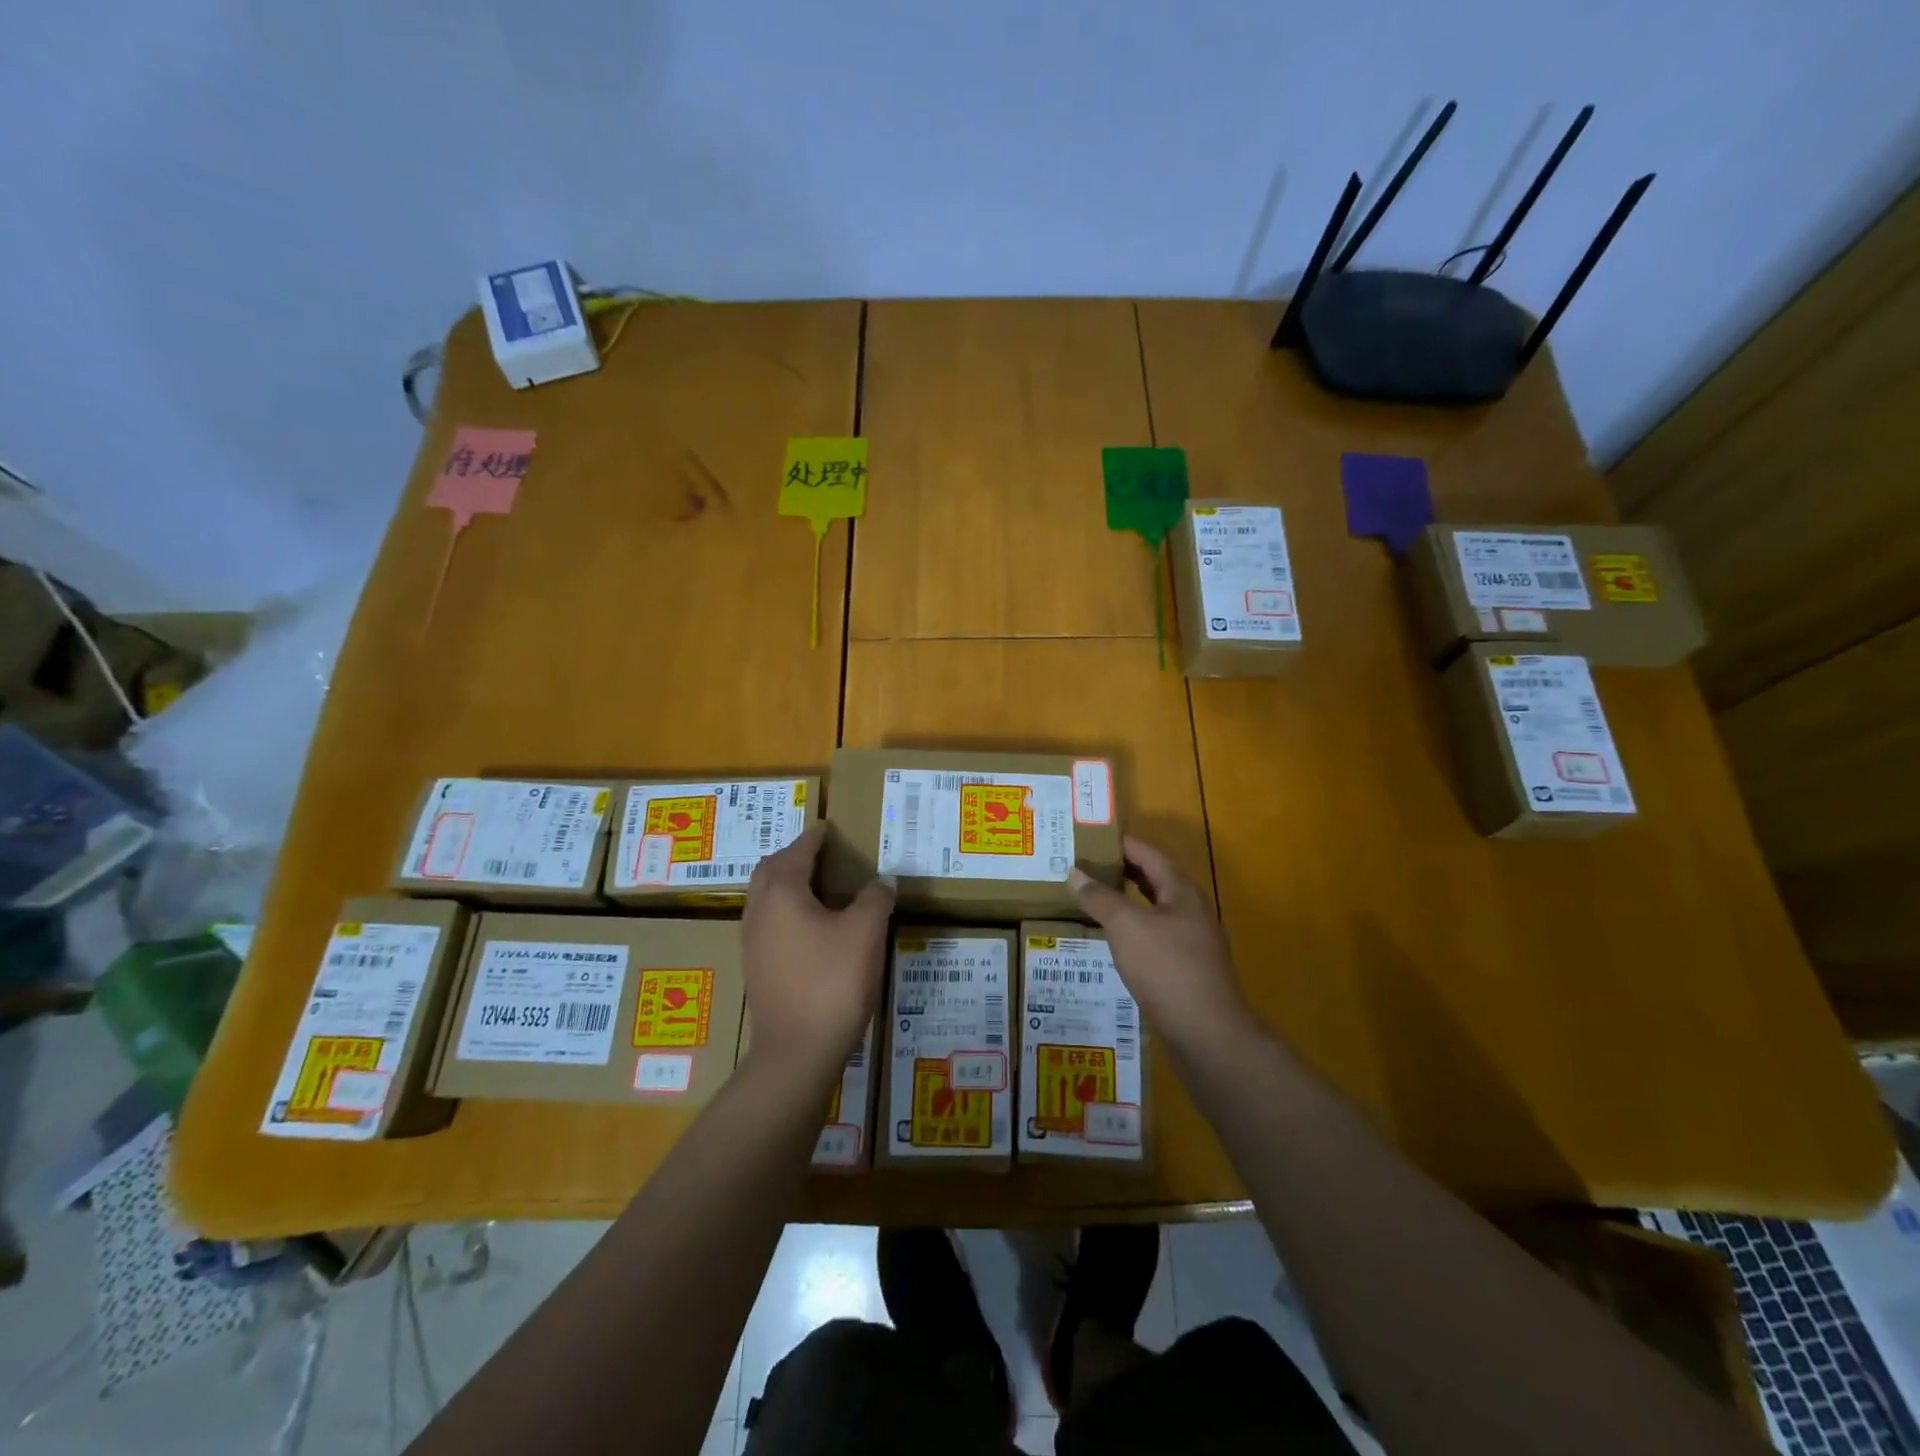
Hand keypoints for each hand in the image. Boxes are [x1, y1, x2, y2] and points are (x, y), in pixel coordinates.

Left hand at [741, 824, 894, 1083]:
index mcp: (782, 893)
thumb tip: (882, 881)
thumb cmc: (832, 982)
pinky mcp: (757, 969)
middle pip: (770, 871)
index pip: (797, 852)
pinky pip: (768, 924)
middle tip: (819, 854)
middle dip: (792, 857)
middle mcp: (759, 912)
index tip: (827, 828)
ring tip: (817, 887)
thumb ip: (875, 899)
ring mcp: (752, 943)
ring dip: (786, 884)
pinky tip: (810, 927)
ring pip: (765, 899)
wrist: (797, 1052)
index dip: (814, 838)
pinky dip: (786, 911)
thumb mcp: (865, 933)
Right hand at [1069, 836, 1253, 1056]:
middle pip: (1154, 881)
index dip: (1121, 844)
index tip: (1091, 837)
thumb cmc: (1167, 968)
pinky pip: (1154, 938)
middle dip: (1121, 872)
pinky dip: (1132, 931)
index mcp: (1181, 892)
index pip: (1149, 854)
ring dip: (1126, 902)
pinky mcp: (1186, 970)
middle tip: (1085, 866)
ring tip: (1092, 899)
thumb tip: (1074, 871)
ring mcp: (1192, 943)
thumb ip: (1099, 897)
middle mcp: (1191, 911)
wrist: (1207, 1033)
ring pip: (1154, 911)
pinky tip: (1112, 942)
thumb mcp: (1126, 926)